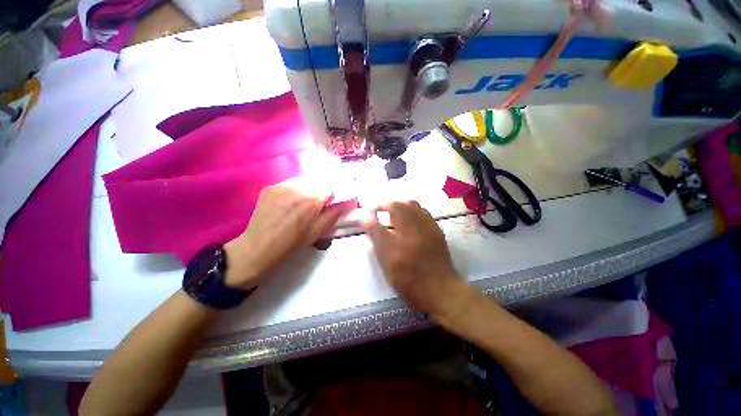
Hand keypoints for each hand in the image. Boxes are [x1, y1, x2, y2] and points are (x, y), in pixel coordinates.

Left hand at [224, 179, 352, 289]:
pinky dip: (295, 190)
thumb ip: (335, 212)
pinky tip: (290, 203)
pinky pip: (289, 184)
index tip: (333, 202)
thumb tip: (350, 201)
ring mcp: (281, 185)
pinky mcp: (270, 187)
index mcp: (311, 198)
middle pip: (317, 181)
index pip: (331, 185)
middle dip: (322, 190)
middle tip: (319, 204)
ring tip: (304, 204)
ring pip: (303, 181)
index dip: (334, 193)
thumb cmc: (293, 243)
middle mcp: (296, 186)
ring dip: (308, 189)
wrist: (258, 248)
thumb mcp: (319, 230)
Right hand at [362, 201, 463, 314]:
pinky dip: (414, 212)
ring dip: (403, 207)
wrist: (440, 289)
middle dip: (391, 205)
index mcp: (405, 231)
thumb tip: (367, 218)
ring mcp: (430, 227)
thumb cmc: (409, 278)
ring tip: (396, 216)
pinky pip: (424, 213)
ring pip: (415, 207)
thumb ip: (376, 236)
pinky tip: (411, 222)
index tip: (373, 212)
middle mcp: (418, 225)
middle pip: (404, 205)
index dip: (380, 207)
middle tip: (383, 213)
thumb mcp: (387, 260)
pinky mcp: (438, 232)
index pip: (390, 209)